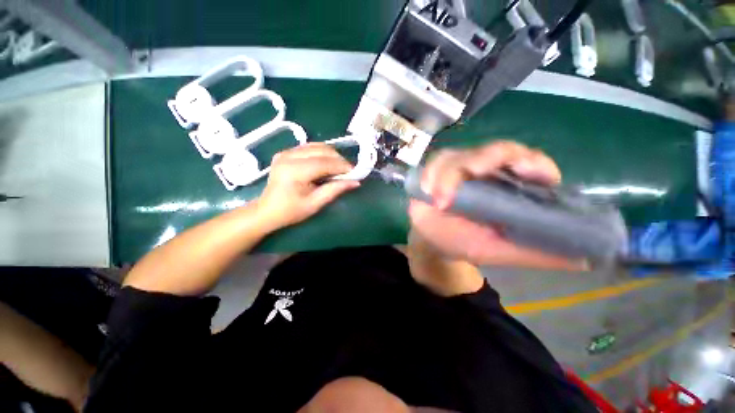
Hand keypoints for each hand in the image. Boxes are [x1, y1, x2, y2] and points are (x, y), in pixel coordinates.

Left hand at [256, 143, 359, 228]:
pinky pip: (309, 147)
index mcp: (294, 171)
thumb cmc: (291, 211)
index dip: (342, 166)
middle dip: (339, 159)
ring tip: (339, 168)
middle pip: (322, 150)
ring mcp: (286, 152)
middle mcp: (289, 156)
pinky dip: (322, 153)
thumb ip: (335, 190)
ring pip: (317, 146)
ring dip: (332, 155)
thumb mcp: (315, 204)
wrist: (267, 210)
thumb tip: (355, 182)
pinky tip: (326, 163)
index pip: (325, 163)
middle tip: (349, 171)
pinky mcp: (286, 152)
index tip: (356, 172)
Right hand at [408, 141, 587, 270]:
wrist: (432, 240)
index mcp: (509, 188)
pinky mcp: (438, 169)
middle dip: (486, 158)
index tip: (528, 172)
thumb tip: (586, 260)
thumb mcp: (499, 251)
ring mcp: (461, 167)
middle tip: (472, 172)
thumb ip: (534, 253)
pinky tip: (428, 191)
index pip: (532, 164)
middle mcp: (488, 172)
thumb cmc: (464, 242)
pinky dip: (433, 174)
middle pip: (496, 149)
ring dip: (450, 172)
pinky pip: (437, 162)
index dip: (534, 163)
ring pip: (462, 154)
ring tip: (440, 198)